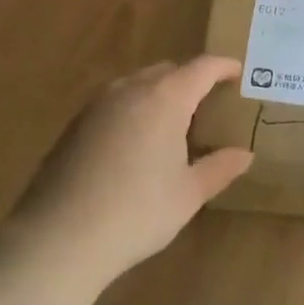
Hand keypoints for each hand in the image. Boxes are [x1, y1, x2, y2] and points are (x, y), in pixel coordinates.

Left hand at [7, 57, 252, 286]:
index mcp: (165, 98)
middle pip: (167, 70)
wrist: (58, 238)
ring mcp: (97, 105)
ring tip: (172, 124)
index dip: (222, 67)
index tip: (237, 72)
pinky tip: (136, 144)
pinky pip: (114, 103)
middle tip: (207, 105)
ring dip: (159, 94)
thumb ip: (219, 168)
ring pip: (137, 84)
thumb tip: (244, 155)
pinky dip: (134, 109)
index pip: (201, 68)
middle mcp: (130, 90)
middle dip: (190, 81)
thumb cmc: (136, 212)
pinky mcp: (74, 124)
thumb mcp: (188, 194)